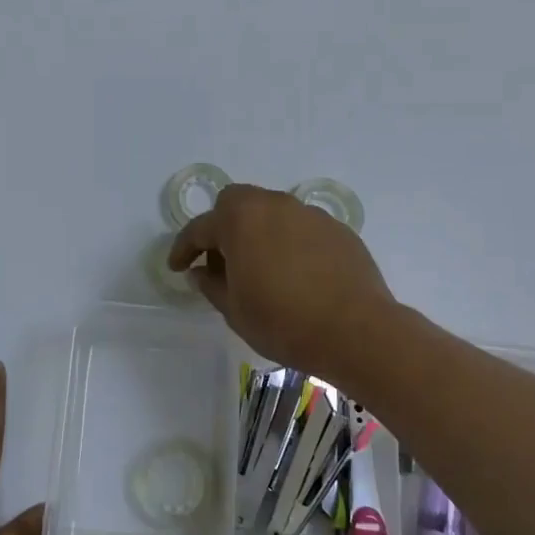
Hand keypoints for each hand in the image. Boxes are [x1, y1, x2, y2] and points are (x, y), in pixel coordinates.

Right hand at [168, 184, 398, 380]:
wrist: (357, 331)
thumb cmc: (283, 321)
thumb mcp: (234, 310)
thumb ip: (211, 285)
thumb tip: (200, 273)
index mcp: (241, 219)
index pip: (200, 228)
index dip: (183, 249)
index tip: (177, 268)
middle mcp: (274, 205)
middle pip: (237, 203)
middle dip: (222, 227)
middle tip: (221, 262)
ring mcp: (310, 214)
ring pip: (272, 213)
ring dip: (258, 233)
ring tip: (261, 269)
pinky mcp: (338, 230)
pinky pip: (301, 229)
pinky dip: (289, 243)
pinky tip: (296, 275)